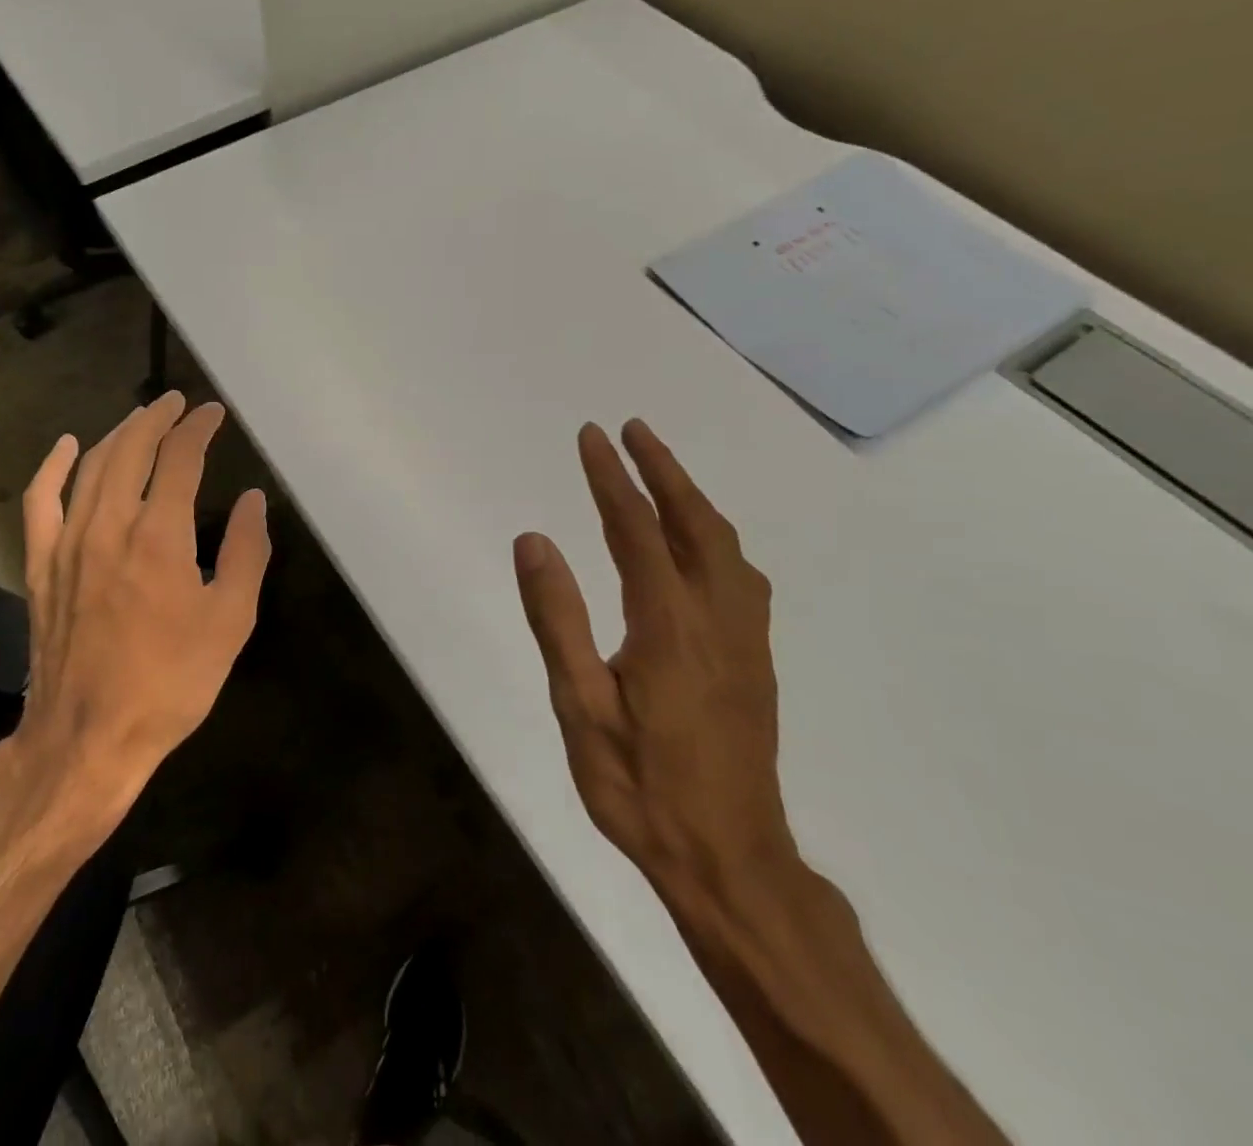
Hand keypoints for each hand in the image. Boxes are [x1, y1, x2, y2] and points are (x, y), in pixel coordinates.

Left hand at [12, 393, 270, 822]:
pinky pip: (40, 501)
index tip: (213, 414)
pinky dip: (53, 467)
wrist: (89, 736)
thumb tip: (252, 500)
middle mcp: (109, 525)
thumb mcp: (230, 622)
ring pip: (91, 466)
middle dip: (157, 418)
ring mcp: (67, 542)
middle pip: (131, 449)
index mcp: (159, 535)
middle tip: (177, 403)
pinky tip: (67, 446)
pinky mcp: (40, 564)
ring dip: (118, 434)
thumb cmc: (170, 682)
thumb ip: (244, 553)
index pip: (179, 459)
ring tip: (140, 418)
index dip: (198, 429)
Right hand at [514, 420, 795, 908]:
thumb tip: (534, 539)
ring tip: (663, 471)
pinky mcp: (756, 662)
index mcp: (668, 624)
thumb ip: (557, 617)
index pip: (636, 529)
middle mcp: (716, 618)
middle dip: (663, 470)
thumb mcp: (579, 705)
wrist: (731, 861)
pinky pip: (741, 576)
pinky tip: (703, 546)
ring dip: (693, 498)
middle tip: (634, 430)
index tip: (592, 436)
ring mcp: (745, 640)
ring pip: (727, 547)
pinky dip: (716, 537)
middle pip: (695, 524)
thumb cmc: (640, 786)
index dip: (612, 477)